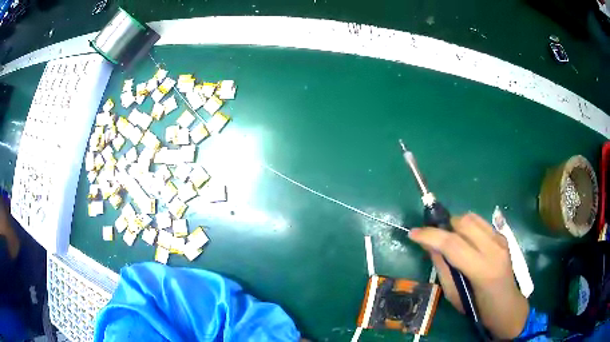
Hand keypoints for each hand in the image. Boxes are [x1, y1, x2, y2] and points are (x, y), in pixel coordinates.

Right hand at [409, 213, 528, 338]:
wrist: (507, 306)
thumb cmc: (478, 309)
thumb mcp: (454, 296)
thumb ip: (443, 268)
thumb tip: (429, 246)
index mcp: (482, 270)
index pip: (452, 244)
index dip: (430, 235)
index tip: (413, 233)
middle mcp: (494, 249)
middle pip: (463, 223)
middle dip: (444, 226)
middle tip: (433, 238)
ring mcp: (501, 239)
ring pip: (472, 217)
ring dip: (455, 224)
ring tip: (449, 239)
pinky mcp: (503, 236)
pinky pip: (480, 222)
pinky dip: (467, 227)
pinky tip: (465, 241)